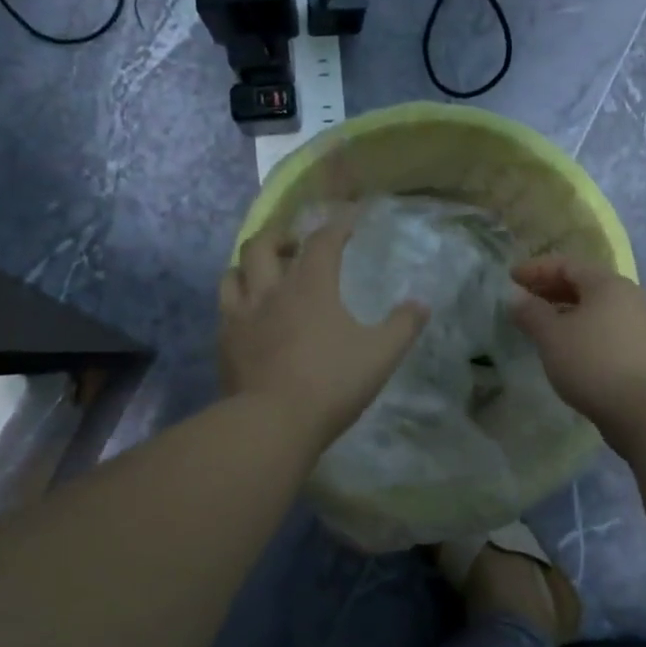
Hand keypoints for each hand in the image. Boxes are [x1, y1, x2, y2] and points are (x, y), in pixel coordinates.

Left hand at [219, 212, 428, 447]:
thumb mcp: (380, 355)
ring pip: (233, 273)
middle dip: (279, 237)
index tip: (346, 224)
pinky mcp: (224, 343)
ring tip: (263, 276)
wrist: (272, 422)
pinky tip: (248, 318)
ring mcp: (241, 316)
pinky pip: (224, 309)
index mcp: (310, 286)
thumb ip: (402, 326)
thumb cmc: (331, 383)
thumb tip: (421, 304)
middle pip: (262, 245)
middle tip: (293, 246)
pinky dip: (236, 302)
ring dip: (249, 267)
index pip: (322, 242)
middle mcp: (270, 291)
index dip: (336, 228)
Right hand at [511, 256, 645, 450]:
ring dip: (570, 313)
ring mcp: (644, 325)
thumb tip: (516, 297)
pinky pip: (610, 332)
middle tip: (526, 300)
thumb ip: (531, 313)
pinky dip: (586, 333)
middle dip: (553, 290)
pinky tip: (573, 351)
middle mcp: (631, 297)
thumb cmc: (594, 363)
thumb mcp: (552, 337)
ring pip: (599, 310)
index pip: (567, 265)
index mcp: (608, 284)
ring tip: (546, 327)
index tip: (511, 277)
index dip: (536, 268)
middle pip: (586, 285)